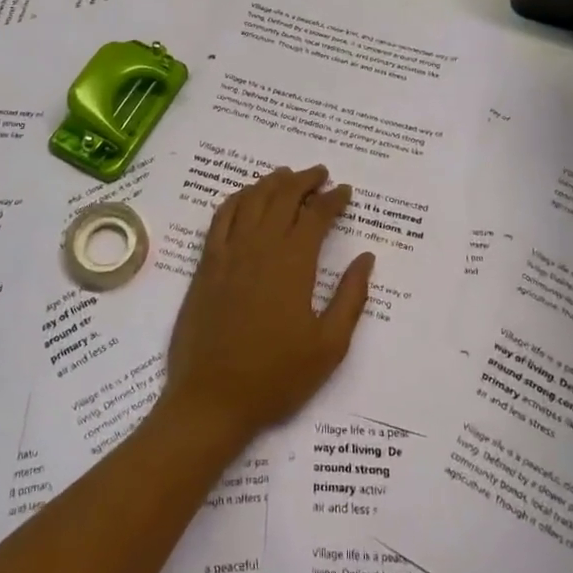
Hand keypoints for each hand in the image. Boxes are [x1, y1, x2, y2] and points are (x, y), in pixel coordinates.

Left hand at [161, 165, 373, 444]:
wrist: (213, 398)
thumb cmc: (277, 376)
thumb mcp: (329, 345)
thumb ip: (350, 297)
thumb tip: (366, 258)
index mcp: (293, 264)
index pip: (316, 216)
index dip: (333, 199)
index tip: (345, 191)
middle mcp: (260, 247)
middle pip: (283, 197)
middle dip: (304, 180)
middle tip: (320, 173)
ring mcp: (228, 252)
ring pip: (251, 200)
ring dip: (271, 182)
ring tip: (287, 175)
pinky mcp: (206, 264)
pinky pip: (221, 217)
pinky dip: (237, 198)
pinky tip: (246, 196)